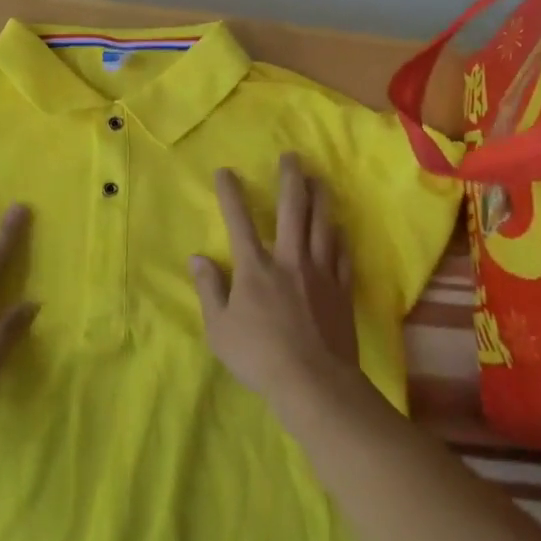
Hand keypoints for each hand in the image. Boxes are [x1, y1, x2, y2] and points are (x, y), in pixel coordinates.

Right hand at [189, 154, 357, 406]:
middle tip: (291, 157)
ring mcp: (320, 272)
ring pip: (322, 225)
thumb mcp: (219, 328)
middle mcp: (289, 259)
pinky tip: (339, 228)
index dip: (230, 193)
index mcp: (255, 267)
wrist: (314, 383)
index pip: (238, 220)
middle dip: (290, 179)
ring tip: (319, 180)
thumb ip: (209, 289)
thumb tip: (198, 258)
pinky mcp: (342, 290)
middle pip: (291, 209)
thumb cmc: (259, 356)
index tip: (225, 171)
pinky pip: (342, 254)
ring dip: (320, 198)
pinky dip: (339, 236)